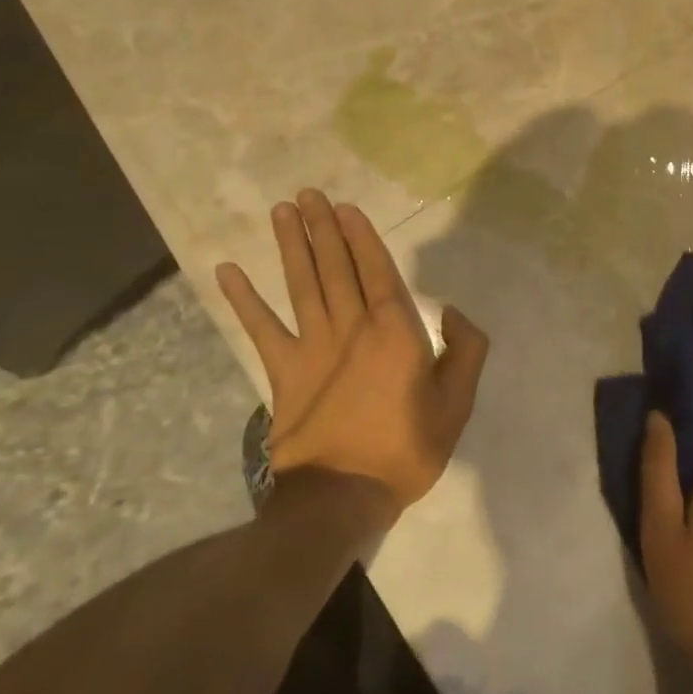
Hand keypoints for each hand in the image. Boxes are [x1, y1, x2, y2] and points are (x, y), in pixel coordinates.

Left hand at [215, 189, 487, 515]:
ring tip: (283, 211)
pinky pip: (261, 329)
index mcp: (395, 331)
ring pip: (302, 285)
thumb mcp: (457, 404)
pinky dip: (243, 300)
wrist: (342, 499)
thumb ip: (466, 350)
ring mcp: (312, 348)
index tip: (345, 207)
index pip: (377, 270)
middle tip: (309, 194)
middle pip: (336, 267)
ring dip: (291, 246)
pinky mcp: (282, 372)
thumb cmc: (406, 449)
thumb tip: (450, 310)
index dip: (360, 236)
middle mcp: (352, 327)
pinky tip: (226, 272)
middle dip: (323, 227)